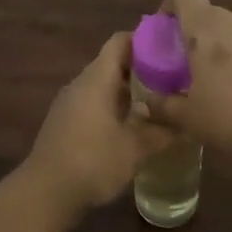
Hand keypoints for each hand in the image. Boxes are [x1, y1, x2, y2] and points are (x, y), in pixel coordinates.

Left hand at [23, 33, 172, 211]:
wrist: (46, 192)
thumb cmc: (93, 161)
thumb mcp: (135, 148)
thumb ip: (161, 132)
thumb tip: (185, 124)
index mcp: (97, 79)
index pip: (120, 41)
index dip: (144, 39)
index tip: (169, 48)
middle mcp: (81, 83)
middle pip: (112, 63)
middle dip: (141, 68)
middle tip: (171, 79)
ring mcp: (69, 103)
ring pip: (102, 85)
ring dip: (127, 91)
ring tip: (156, 103)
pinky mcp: (64, 122)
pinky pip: (93, 103)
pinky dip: (113, 107)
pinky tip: (130, 126)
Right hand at [140, 0, 231, 156]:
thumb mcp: (188, 117)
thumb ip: (163, 106)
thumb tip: (146, 103)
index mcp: (203, 26)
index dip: (168, 6)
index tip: (161, 33)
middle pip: (205, 14)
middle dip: (189, 37)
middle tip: (180, 69)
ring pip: (227, 33)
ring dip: (214, 51)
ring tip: (209, 86)